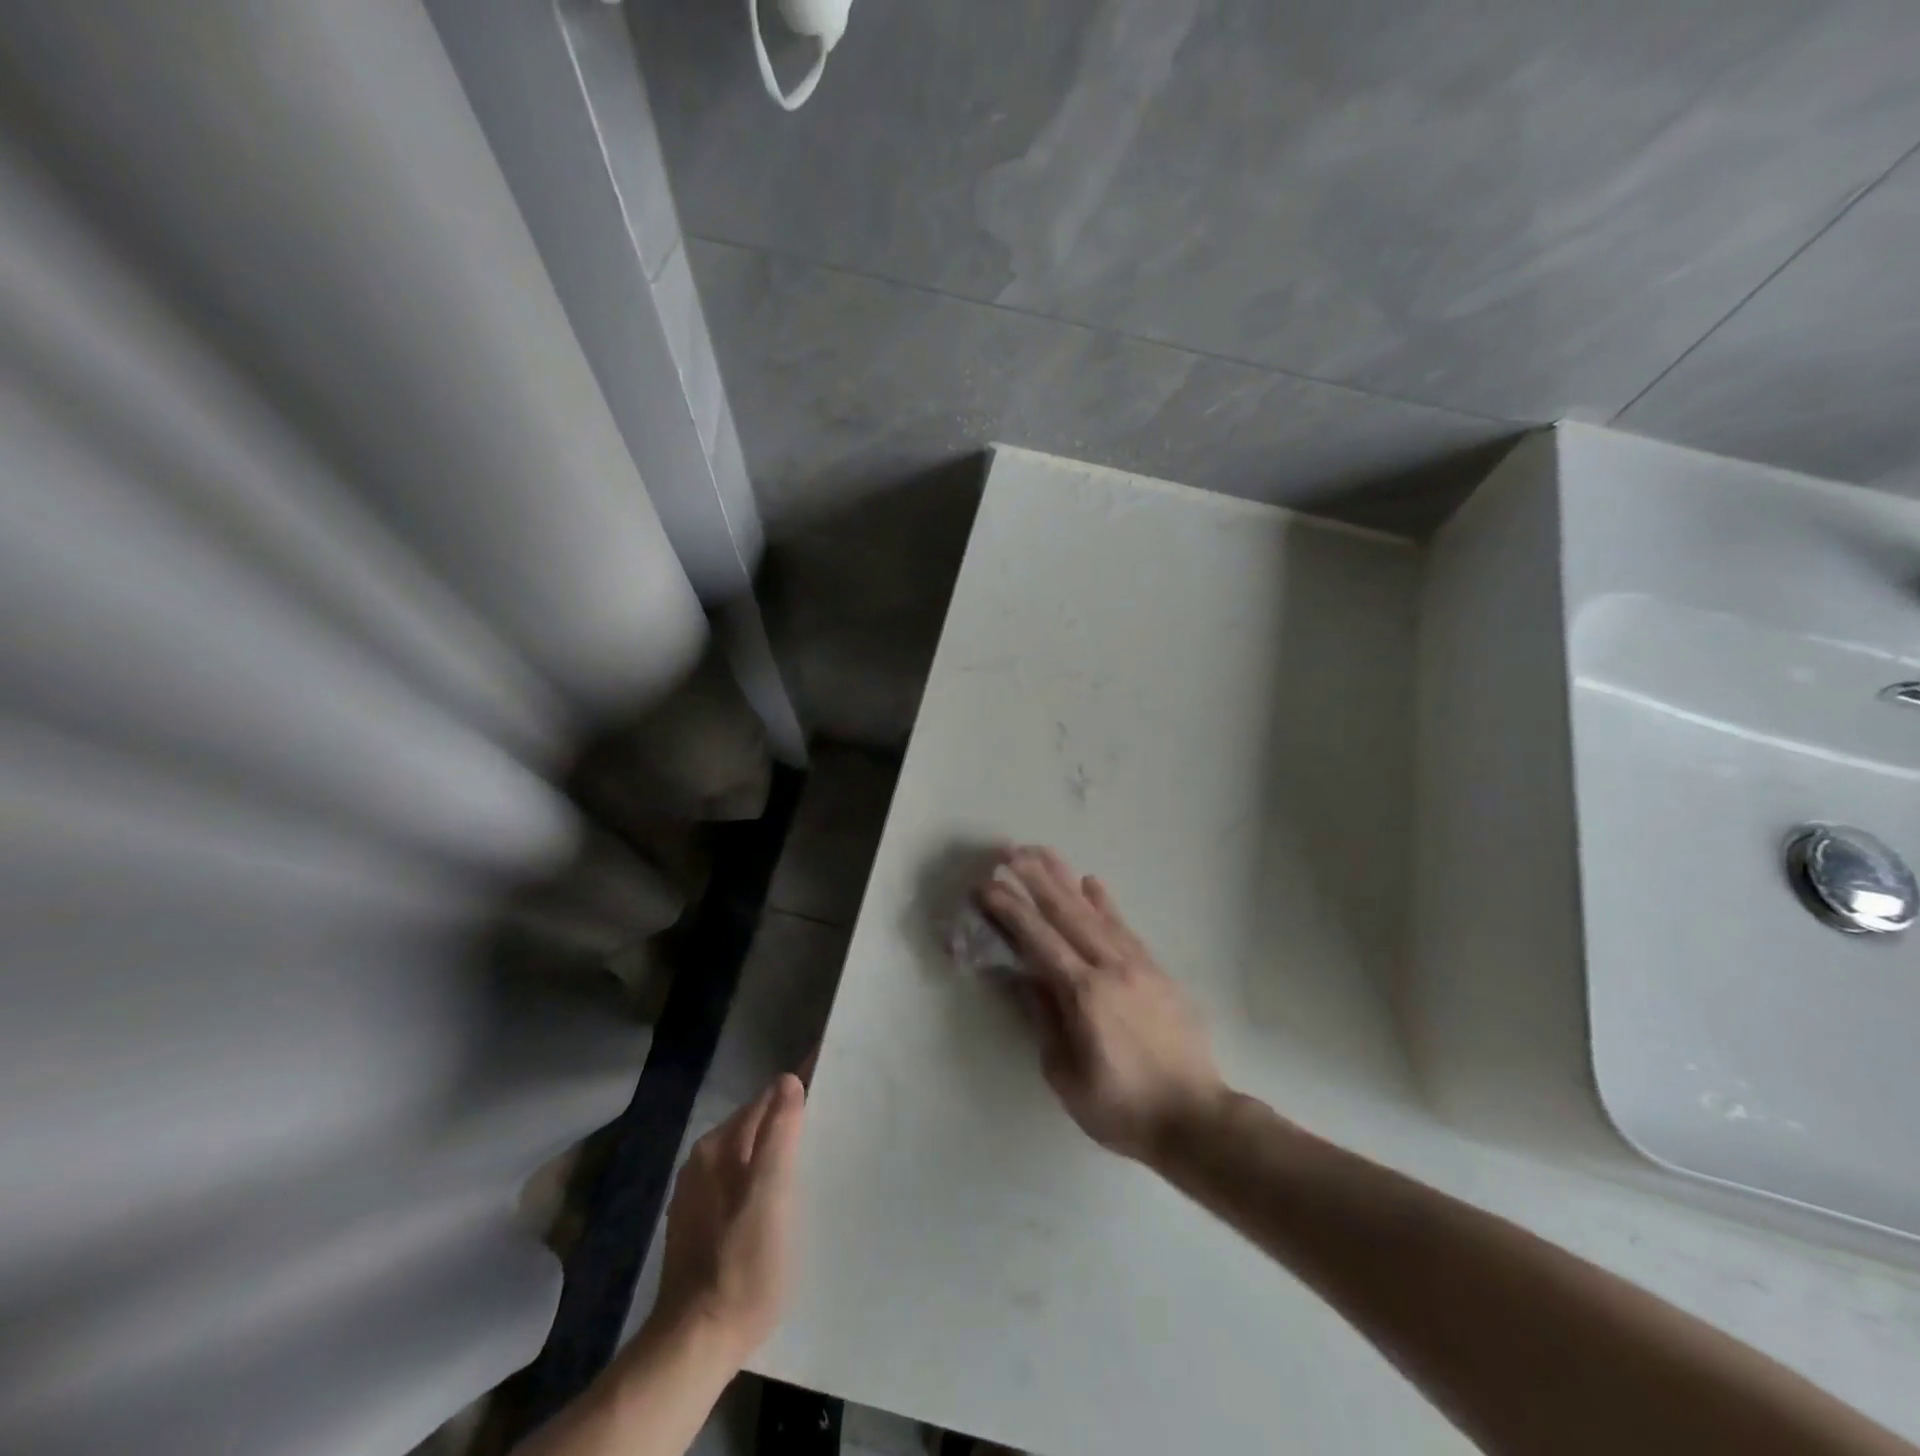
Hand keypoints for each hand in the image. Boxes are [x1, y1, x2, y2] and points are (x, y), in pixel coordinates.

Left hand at [651, 1073, 805, 1361]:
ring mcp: (695, 1193)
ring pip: (745, 1154)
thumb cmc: (743, 1265)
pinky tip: (777, 1199)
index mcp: (718, 1146)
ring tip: (810, 1159)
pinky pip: (736, 1181)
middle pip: (754, 1124)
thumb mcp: (771, 1195)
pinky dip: (759, 1178)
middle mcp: (701, 1160)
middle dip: (787, 1118)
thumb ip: (779, 1134)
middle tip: (828, 1124)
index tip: (830, 1084)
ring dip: (773, 1150)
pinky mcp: (696, 1224)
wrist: (695, 1344)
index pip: (766, 1099)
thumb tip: (788, 1079)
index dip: (798, 1089)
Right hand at [977, 846, 1223, 1162]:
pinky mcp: (1157, 970)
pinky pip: (1125, 927)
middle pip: (1067, 912)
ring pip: (1095, 912)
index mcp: (1084, 994)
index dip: (1010, 909)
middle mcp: (1111, 967)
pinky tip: (1092, 883)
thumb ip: (1044, 1018)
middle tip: (1010, 851)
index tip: (987, 885)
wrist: (1195, 1119)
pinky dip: (1105, 903)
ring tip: (1043, 853)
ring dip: (1065, 879)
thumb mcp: (1066, 1074)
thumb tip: (1024, 975)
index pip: (1039, 939)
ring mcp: (1138, 964)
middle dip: (1035, 878)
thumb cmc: (1121, 1107)